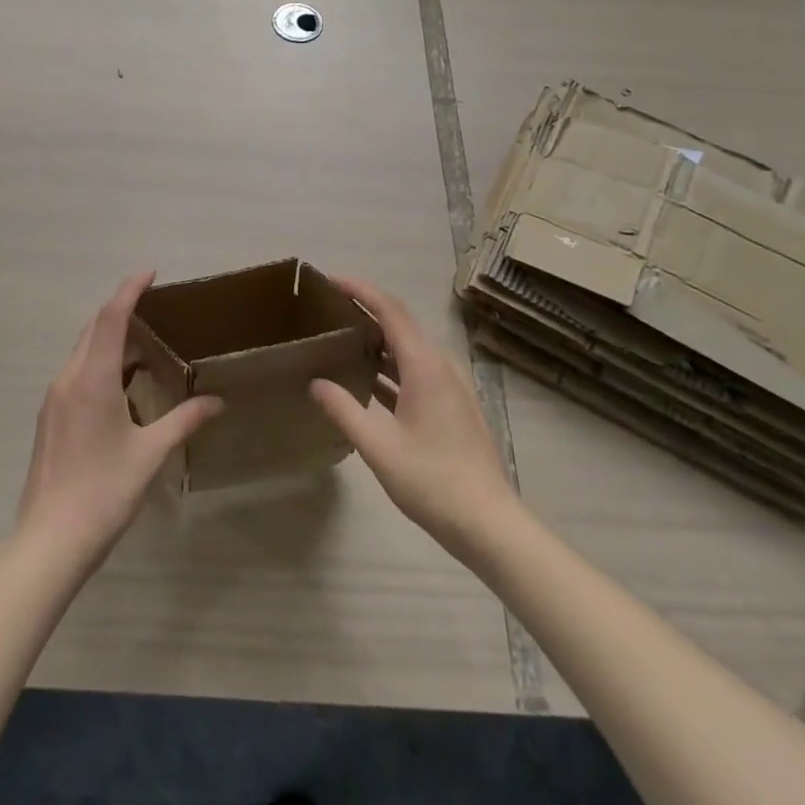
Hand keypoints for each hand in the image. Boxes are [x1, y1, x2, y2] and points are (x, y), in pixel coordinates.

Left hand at [14, 270, 221, 573]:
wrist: (49, 540)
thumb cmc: (104, 491)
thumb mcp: (150, 454)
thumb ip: (184, 420)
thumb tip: (217, 402)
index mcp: (93, 378)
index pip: (111, 317)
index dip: (130, 289)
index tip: (151, 273)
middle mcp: (69, 378)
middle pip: (93, 327)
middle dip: (121, 308)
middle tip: (153, 305)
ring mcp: (55, 397)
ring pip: (82, 349)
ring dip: (109, 336)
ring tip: (144, 343)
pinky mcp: (50, 416)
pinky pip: (76, 371)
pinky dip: (99, 361)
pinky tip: (121, 383)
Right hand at [309, 276, 513, 558]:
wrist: (489, 524)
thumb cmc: (433, 481)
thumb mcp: (379, 447)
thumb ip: (343, 410)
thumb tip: (315, 382)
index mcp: (425, 366)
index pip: (390, 310)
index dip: (360, 290)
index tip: (329, 280)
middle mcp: (440, 366)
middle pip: (400, 323)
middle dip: (365, 308)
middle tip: (328, 307)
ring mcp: (449, 386)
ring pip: (408, 347)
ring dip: (377, 338)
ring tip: (340, 337)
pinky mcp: (452, 405)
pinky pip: (416, 368)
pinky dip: (390, 363)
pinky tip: (367, 378)